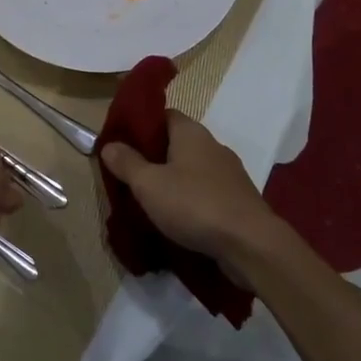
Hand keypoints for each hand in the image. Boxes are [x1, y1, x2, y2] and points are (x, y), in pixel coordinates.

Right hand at [100, 111, 278, 267]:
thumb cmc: (195, 204)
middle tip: (129, 175)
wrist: (251, 245)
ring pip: (191, 169)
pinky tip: (178, 218)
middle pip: (176, 143)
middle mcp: (212, 145)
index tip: (122, 143)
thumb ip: (127, 163)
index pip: (163, 115)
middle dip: (154, 157)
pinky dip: (190, 200)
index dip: (141, 125)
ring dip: (173, 181)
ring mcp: (229, 173)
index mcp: (191, 132)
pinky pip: (206, 192)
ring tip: (150, 200)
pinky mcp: (238, 200)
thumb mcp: (149, 184)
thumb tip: (109, 145)